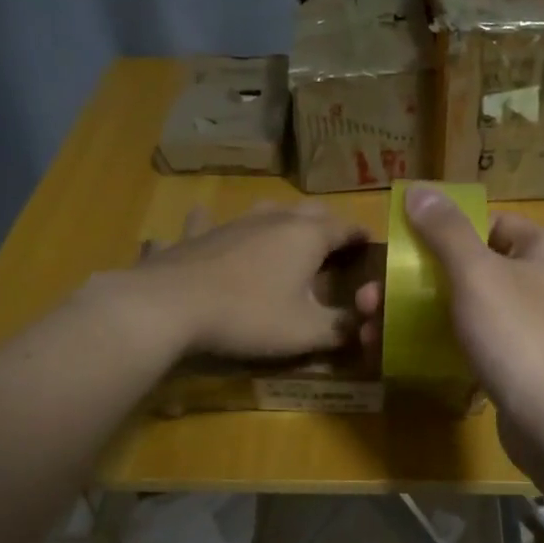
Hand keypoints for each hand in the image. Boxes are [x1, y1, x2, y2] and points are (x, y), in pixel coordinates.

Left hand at [109, 201, 368, 360]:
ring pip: (262, 210)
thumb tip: (362, 326)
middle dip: (326, 226)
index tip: (371, 249)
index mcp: (306, 236)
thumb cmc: (250, 316)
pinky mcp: (194, 236)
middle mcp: (271, 218)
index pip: (346, 227)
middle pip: (308, 212)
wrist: (171, 306)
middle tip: (334, 248)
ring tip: (284, 235)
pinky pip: (204, 223)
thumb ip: (341, 328)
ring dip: (278, 220)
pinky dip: (210, 224)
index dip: (362, 238)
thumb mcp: (306, 332)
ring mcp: (230, 223)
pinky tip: (202, 223)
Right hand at [358, 187, 543, 457]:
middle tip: (370, 299)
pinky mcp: (521, 366)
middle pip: (471, 269)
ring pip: (467, 310)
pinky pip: (474, 344)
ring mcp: (534, 328)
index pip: (490, 224)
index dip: (444, 232)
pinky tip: (401, 354)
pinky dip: (440, 344)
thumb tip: (419, 189)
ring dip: (418, 316)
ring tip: (371, 330)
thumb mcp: (476, 273)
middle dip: (415, 283)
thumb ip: (446, 230)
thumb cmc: (517, 334)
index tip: (402, 250)